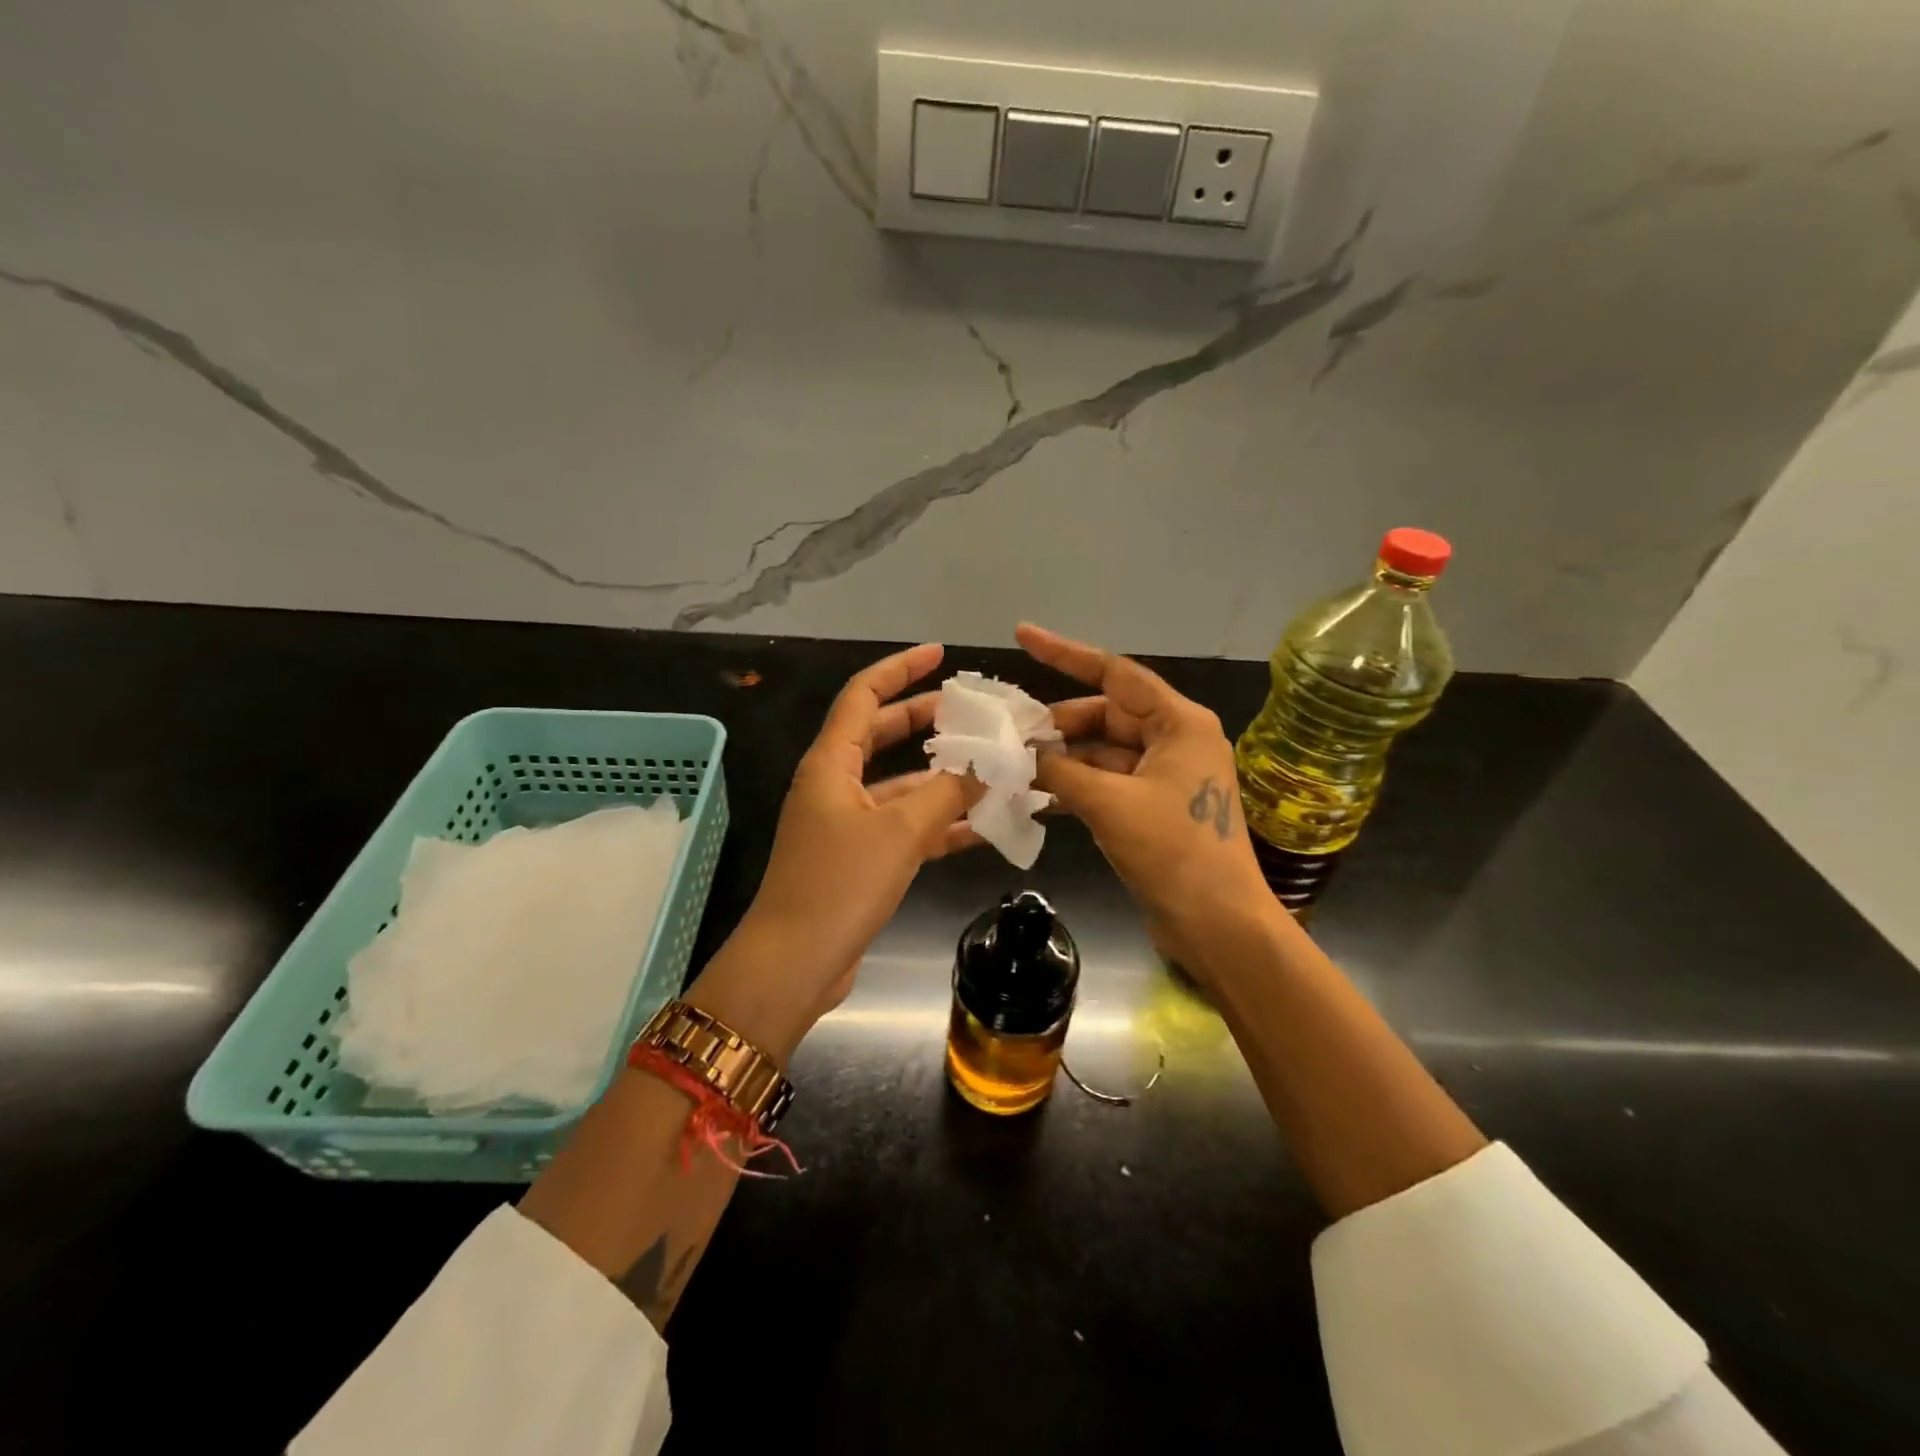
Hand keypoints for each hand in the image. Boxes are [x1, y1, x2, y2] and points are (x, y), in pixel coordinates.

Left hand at [688, 643, 977, 1058]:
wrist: (795, 965)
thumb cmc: (838, 885)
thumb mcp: (899, 832)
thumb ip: (948, 793)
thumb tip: (991, 766)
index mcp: (831, 763)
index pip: (863, 696)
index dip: (899, 670)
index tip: (939, 655)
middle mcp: (836, 785)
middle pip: (883, 735)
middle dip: (927, 720)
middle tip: (974, 712)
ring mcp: (847, 824)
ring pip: (901, 785)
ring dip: (943, 777)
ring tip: (994, 767)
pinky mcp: (860, 860)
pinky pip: (906, 827)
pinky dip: (941, 823)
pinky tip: (985, 824)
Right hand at [1018, 624, 1275, 974]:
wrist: (1217, 924)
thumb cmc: (1172, 851)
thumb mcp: (1108, 803)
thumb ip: (1060, 769)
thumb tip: (1021, 754)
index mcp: (1179, 723)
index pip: (1114, 674)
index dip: (1065, 653)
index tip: (1022, 636)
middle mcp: (1175, 740)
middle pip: (1106, 714)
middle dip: (1057, 723)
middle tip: (1009, 735)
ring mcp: (1165, 775)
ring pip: (1102, 750)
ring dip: (1062, 758)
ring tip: (1014, 766)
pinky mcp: (1154, 807)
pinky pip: (1107, 781)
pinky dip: (1075, 785)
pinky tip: (1036, 795)